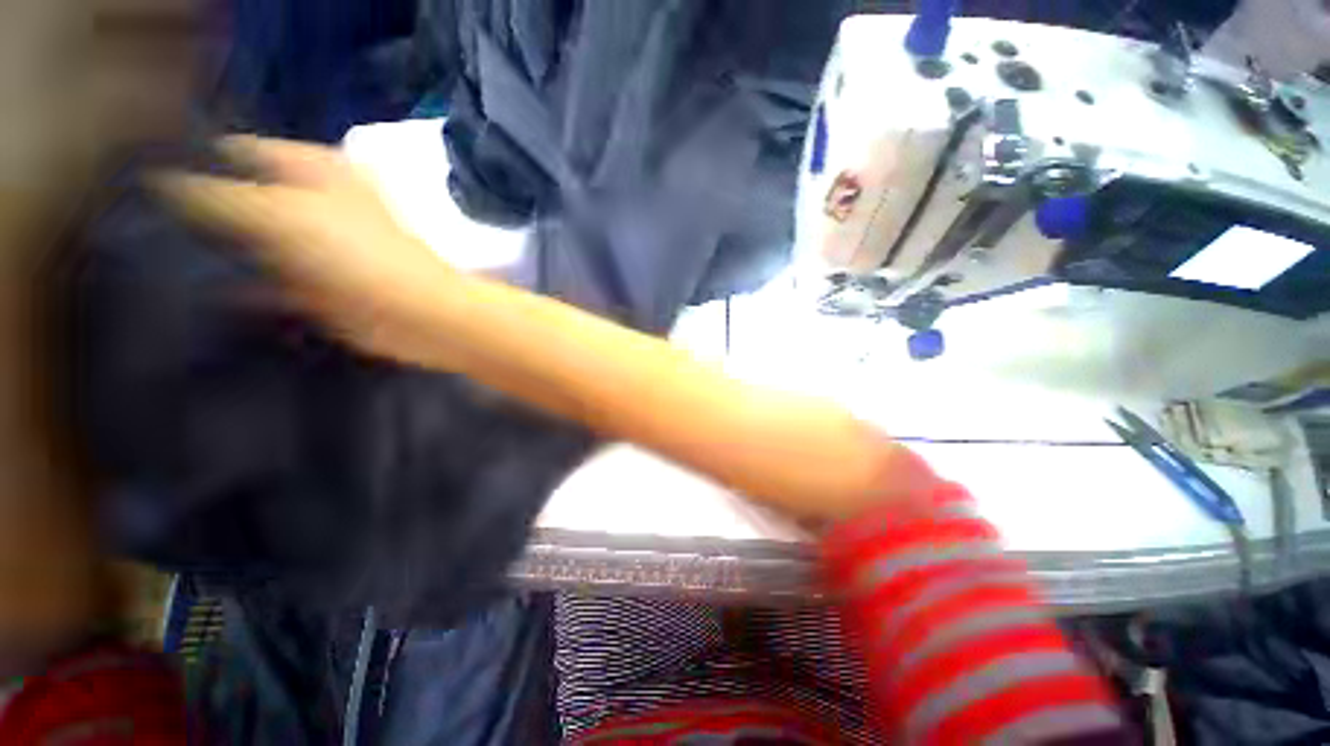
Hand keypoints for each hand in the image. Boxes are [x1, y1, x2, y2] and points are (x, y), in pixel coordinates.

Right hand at [152, 136, 464, 365]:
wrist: (422, 317)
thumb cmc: (364, 257)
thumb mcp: (286, 213)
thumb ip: (220, 195)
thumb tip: (157, 176)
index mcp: (312, 169)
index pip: (235, 151)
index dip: (186, 159)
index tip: (130, 177)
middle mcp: (311, 202)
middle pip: (239, 198)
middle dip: (190, 210)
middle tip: (127, 222)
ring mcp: (314, 247)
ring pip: (249, 243)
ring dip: (209, 251)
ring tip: (142, 257)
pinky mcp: (316, 288)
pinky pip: (264, 284)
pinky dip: (233, 288)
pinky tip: (186, 293)